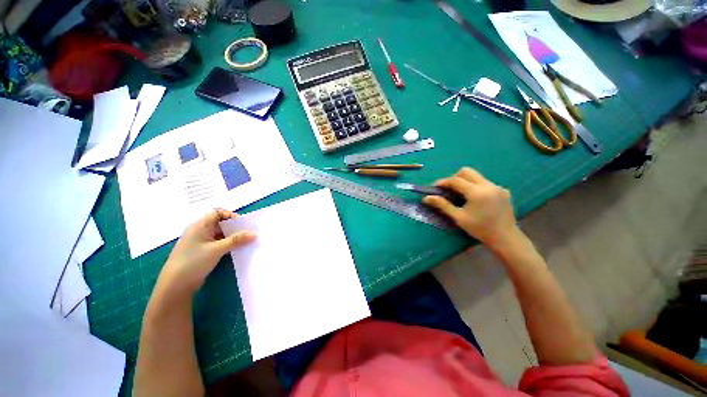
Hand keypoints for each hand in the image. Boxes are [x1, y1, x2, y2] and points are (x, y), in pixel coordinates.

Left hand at [159, 209, 255, 294]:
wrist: (175, 286)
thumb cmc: (193, 262)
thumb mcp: (217, 249)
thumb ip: (236, 240)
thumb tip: (255, 233)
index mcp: (200, 225)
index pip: (217, 212)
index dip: (230, 215)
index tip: (243, 224)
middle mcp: (200, 231)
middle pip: (220, 223)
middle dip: (235, 227)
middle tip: (249, 233)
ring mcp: (200, 242)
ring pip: (220, 234)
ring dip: (233, 237)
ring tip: (246, 241)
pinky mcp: (202, 252)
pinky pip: (218, 244)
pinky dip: (228, 245)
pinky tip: (237, 250)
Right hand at [423, 167, 517, 247]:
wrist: (505, 237)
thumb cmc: (479, 229)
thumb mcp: (458, 217)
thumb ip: (443, 205)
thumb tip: (426, 198)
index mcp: (476, 192)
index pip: (455, 180)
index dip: (443, 182)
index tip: (434, 187)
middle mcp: (488, 185)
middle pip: (466, 171)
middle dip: (454, 177)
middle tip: (448, 189)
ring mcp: (497, 187)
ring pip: (476, 176)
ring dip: (465, 181)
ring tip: (460, 194)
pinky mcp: (503, 190)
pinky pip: (485, 183)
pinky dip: (476, 186)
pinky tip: (475, 199)